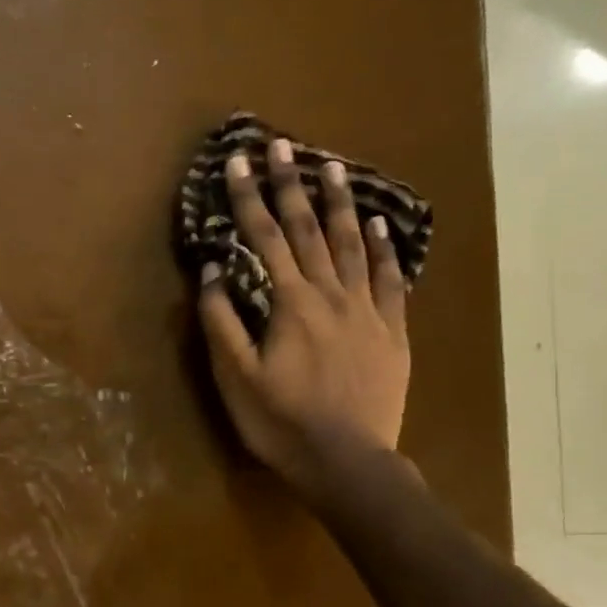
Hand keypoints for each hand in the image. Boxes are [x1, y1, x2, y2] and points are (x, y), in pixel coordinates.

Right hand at [197, 140, 409, 503]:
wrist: (347, 462)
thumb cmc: (280, 422)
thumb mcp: (235, 376)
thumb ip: (222, 320)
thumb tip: (214, 269)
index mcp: (290, 304)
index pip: (264, 238)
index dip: (249, 197)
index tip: (240, 159)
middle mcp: (330, 295)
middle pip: (308, 230)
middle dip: (291, 184)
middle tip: (284, 144)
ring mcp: (367, 311)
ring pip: (353, 245)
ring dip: (340, 203)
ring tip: (332, 166)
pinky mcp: (392, 332)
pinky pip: (391, 280)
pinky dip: (385, 249)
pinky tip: (381, 225)